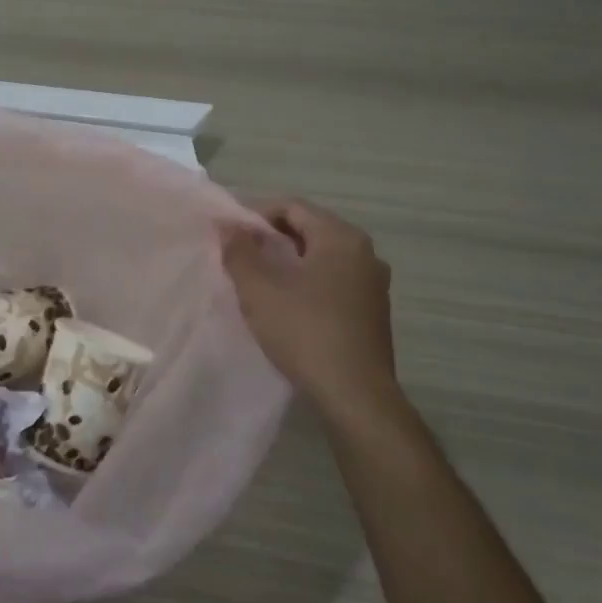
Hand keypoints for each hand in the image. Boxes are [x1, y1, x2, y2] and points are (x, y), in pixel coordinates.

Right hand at [221, 198, 399, 410]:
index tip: (229, 234)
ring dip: (289, 263)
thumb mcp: (259, 290)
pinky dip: (307, 284)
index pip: (293, 207)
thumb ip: (240, 252)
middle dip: (271, 239)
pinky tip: (287, 307)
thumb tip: (227, 225)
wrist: (355, 395)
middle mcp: (365, 253)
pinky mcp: (373, 313)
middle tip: (239, 257)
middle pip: (310, 230)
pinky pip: (334, 283)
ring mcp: (374, 285)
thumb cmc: (305, 332)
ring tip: (258, 282)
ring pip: (322, 259)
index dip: (256, 214)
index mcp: (341, 238)